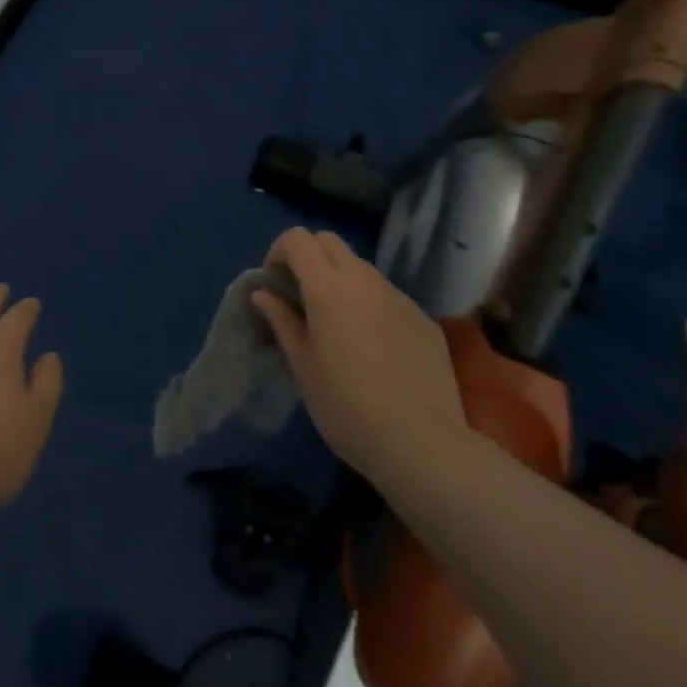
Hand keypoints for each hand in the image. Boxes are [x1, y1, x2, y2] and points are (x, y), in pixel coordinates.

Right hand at [251, 227, 465, 482]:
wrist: (423, 446)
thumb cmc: (347, 408)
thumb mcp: (302, 367)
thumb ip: (282, 321)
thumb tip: (263, 293)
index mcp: (328, 288)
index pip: (298, 239)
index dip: (279, 252)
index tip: (275, 284)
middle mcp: (364, 281)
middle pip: (330, 241)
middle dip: (309, 258)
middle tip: (302, 296)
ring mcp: (399, 297)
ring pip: (361, 268)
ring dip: (342, 280)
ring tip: (339, 324)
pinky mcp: (423, 319)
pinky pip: (389, 296)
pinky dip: (372, 305)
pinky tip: (376, 348)